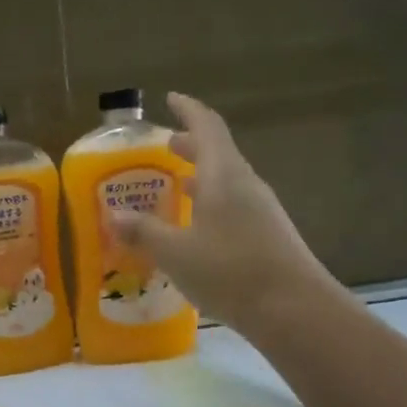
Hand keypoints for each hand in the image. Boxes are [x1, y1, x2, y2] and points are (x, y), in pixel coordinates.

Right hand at [110, 92, 329, 334]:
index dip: (188, 110)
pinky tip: (199, 228)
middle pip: (219, 153)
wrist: (292, 308)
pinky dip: (212, 204)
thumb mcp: (175, 253)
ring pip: (227, 181)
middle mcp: (245, 185)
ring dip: (202, 177)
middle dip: (191, 145)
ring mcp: (261, 211)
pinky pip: (234, 206)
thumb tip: (113, 215)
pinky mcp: (268, 235)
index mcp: (224, 176)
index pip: (207, 127)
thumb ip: (144, 232)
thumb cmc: (229, 271)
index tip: (171, 98)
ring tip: (178, 185)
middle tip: (166, 146)